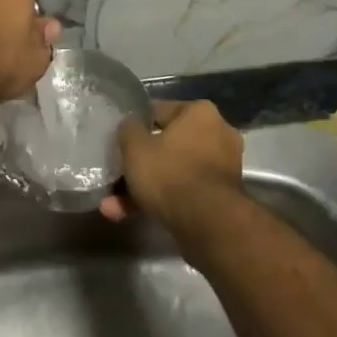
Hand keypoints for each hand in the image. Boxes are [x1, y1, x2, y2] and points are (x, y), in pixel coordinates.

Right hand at [101, 99, 242, 229]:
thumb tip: (130, 126)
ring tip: (114, 207)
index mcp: (200, 112)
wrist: (209, 225)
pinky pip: (185, 191)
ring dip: (145, 188)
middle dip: (140, 166)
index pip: (160, 111)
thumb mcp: (136, 147)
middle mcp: (217, 133)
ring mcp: (223, 167)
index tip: (120, 142)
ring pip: (174, 172)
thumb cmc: (170, 174)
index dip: (137, 127)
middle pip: (167, 146)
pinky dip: (162, 201)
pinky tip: (130, 216)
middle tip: (117, 179)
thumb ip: (128, 130)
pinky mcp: (222, 197)